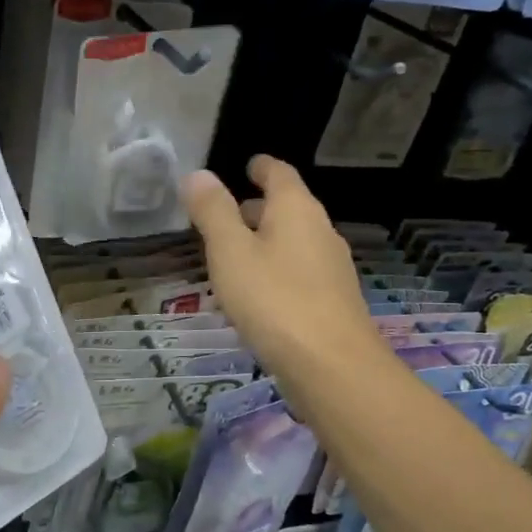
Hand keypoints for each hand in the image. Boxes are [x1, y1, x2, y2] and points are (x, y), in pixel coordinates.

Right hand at [182, 156, 384, 404]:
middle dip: (259, 207)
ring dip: (267, 241)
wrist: (332, 366)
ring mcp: (331, 268)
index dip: (262, 167)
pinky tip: (257, 293)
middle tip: (228, 212)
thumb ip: (213, 212)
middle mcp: (320, 232)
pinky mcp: (332, 302)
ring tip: (235, 253)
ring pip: (294, 242)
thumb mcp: (231, 252)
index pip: (280, 174)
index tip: (248, 164)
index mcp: (297, 210)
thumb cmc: (274, 300)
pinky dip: (276, 269)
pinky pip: (299, 272)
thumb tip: (199, 174)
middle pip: (289, 208)